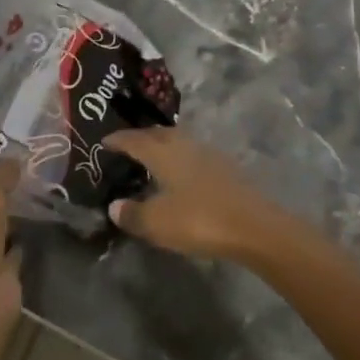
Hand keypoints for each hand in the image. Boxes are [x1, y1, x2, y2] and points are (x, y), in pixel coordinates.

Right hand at [103, 127, 288, 262]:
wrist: (254, 226)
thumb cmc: (199, 220)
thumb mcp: (158, 223)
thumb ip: (133, 214)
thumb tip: (114, 206)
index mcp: (164, 152)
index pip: (135, 139)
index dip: (118, 139)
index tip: (104, 140)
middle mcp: (184, 144)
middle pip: (158, 134)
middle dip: (141, 138)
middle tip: (127, 146)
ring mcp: (208, 153)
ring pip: (178, 141)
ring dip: (162, 146)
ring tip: (152, 158)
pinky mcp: (225, 167)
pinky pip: (193, 154)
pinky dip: (180, 158)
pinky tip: (180, 174)